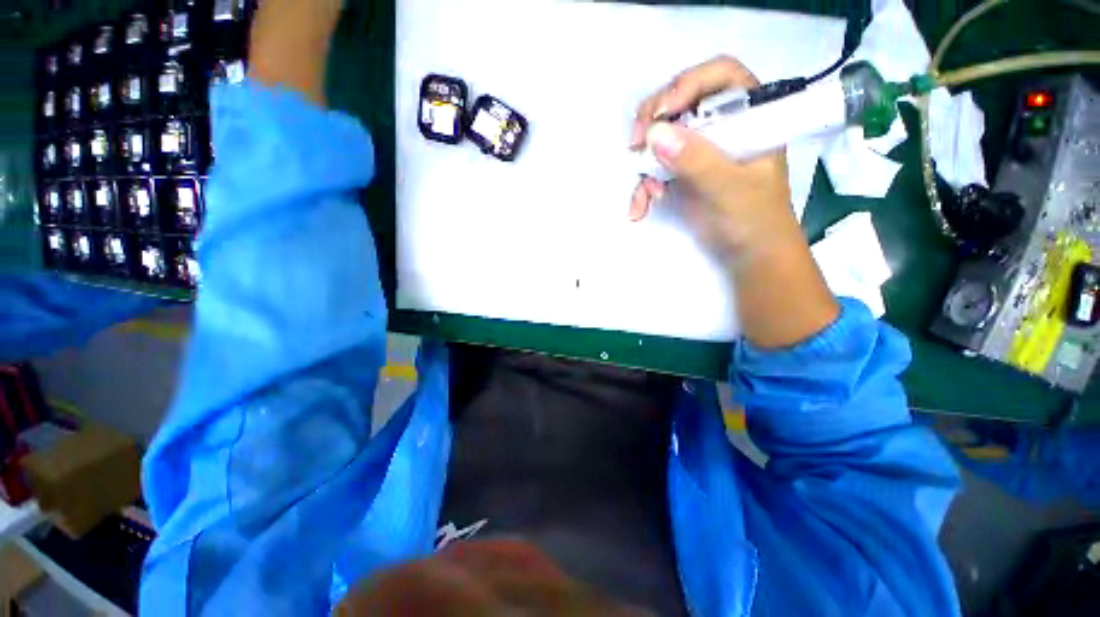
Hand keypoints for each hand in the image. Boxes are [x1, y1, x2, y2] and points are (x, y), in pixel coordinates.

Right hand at [628, 56, 837, 347]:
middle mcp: (722, 126)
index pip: (719, 76)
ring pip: (662, 138)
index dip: (688, 85)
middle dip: (654, 123)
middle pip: (681, 102)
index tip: (662, 114)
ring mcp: (700, 151)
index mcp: (750, 115)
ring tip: (645, 194)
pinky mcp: (682, 174)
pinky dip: (643, 188)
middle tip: (636, 144)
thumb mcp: (730, 188)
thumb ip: (697, 160)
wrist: (749, 255)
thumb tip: (655, 134)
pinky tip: (640, 208)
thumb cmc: (755, 220)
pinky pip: (655, 169)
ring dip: (645, 163)